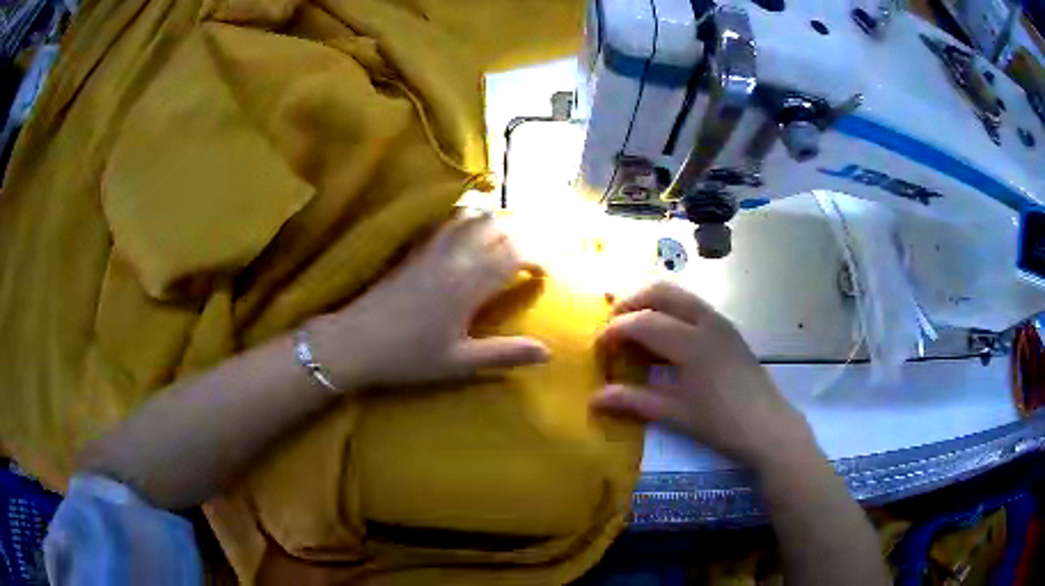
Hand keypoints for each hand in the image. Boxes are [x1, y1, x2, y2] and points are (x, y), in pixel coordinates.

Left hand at [307, 213, 549, 390]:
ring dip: (494, 225)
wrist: (356, 341)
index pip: (513, 256)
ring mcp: (431, 250)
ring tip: (502, 242)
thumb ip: (505, 354)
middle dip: (519, 239)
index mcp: (468, 286)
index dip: (535, 259)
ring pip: (471, 220)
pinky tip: (466, 231)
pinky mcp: (414, 250)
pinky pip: (446, 224)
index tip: (542, 275)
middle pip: (496, 231)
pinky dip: (465, 220)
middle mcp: (454, 260)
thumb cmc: (409, 357)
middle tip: (526, 260)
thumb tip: (549, 353)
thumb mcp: (460, 363)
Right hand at [592, 282, 814, 471]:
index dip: (614, 331)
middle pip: (661, 291)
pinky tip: (664, 335)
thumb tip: (594, 399)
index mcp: (692, 343)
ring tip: (632, 325)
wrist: (768, 427)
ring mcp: (720, 321)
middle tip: (611, 324)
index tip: (598, 347)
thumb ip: (634, 401)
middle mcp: (706, 321)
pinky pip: (692, 305)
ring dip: (651, 301)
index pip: (643, 322)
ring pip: (679, 293)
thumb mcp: (675, 414)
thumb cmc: (721, 423)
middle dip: (631, 301)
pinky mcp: (728, 329)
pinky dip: (670, 309)